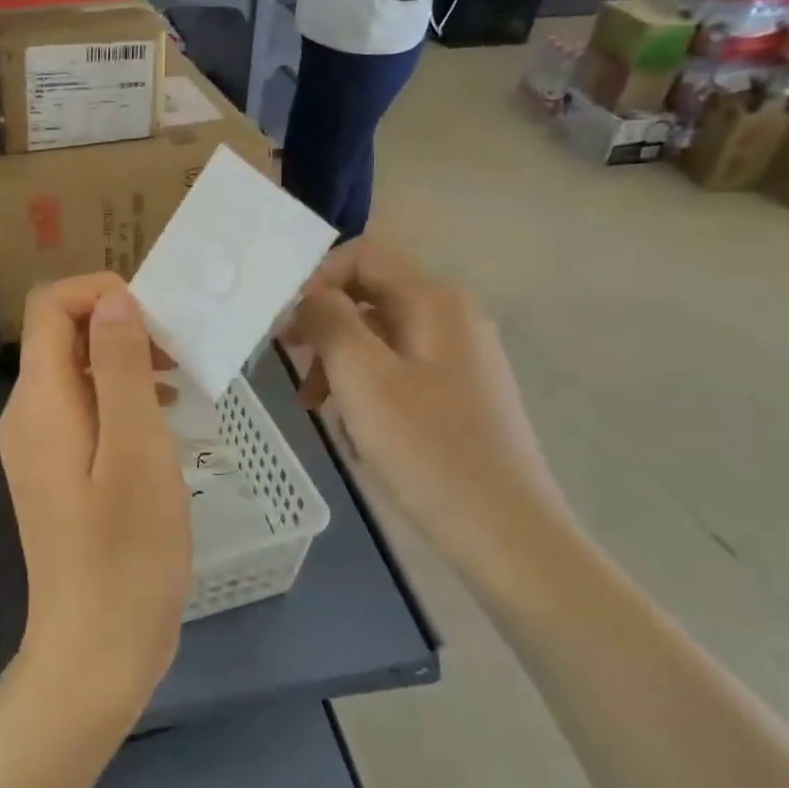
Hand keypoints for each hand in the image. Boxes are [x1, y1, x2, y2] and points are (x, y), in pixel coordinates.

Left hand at [0, 275, 191, 718]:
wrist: (95, 650)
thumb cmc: (126, 552)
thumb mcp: (137, 449)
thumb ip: (120, 367)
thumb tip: (114, 302)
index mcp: (40, 400)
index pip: (51, 306)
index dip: (102, 293)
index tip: (159, 321)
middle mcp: (27, 414)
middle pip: (64, 337)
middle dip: (122, 329)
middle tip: (182, 355)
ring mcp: (37, 447)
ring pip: (78, 375)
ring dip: (127, 366)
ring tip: (180, 389)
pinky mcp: (55, 473)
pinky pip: (83, 412)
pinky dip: (121, 402)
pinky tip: (161, 429)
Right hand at [282, 238, 569, 565]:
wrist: (504, 532)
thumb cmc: (427, 448)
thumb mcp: (362, 377)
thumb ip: (329, 321)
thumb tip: (309, 295)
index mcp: (435, 300)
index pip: (364, 255)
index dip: (316, 277)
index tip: (283, 321)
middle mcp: (452, 316)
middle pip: (370, 293)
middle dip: (322, 321)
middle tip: (285, 355)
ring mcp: (459, 356)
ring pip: (380, 334)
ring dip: (337, 358)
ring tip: (310, 402)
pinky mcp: (458, 393)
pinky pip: (398, 368)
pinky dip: (364, 383)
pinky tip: (349, 422)